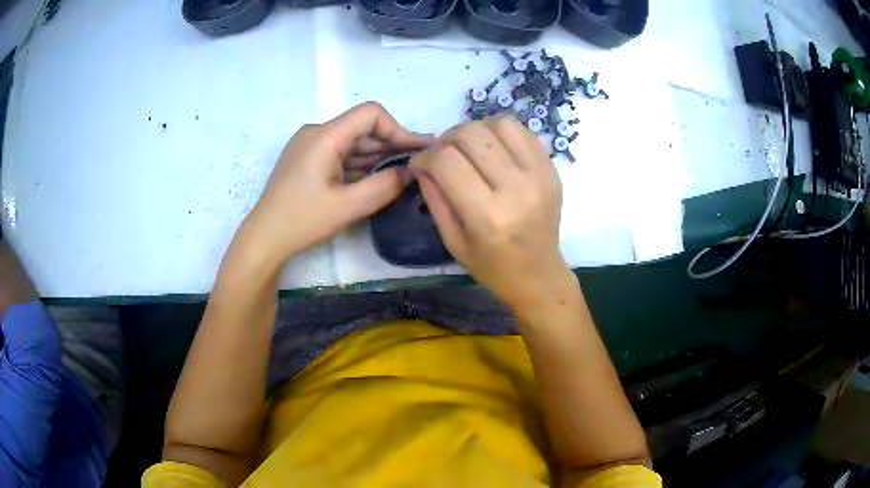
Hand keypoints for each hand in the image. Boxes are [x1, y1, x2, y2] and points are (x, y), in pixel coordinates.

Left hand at [240, 102, 429, 265]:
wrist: (264, 237)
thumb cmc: (303, 220)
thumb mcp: (348, 206)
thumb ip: (384, 186)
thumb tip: (411, 172)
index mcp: (325, 136)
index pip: (370, 114)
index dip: (398, 129)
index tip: (415, 151)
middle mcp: (316, 133)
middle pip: (361, 128)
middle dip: (390, 144)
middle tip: (417, 163)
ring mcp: (309, 146)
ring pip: (351, 142)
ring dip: (376, 155)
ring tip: (402, 172)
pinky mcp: (306, 160)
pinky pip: (339, 153)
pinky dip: (359, 163)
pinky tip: (376, 177)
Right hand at [410, 115, 568, 309]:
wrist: (539, 275)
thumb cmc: (492, 266)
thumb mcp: (452, 241)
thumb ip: (434, 197)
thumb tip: (422, 161)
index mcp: (487, 216)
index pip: (446, 162)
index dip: (425, 156)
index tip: (420, 163)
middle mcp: (516, 190)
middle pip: (471, 135)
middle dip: (447, 139)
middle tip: (444, 155)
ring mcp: (539, 176)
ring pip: (499, 124)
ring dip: (476, 131)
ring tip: (470, 150)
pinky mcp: (551, 169)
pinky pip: (522, 131)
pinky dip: (501, 133)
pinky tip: (494, 150)